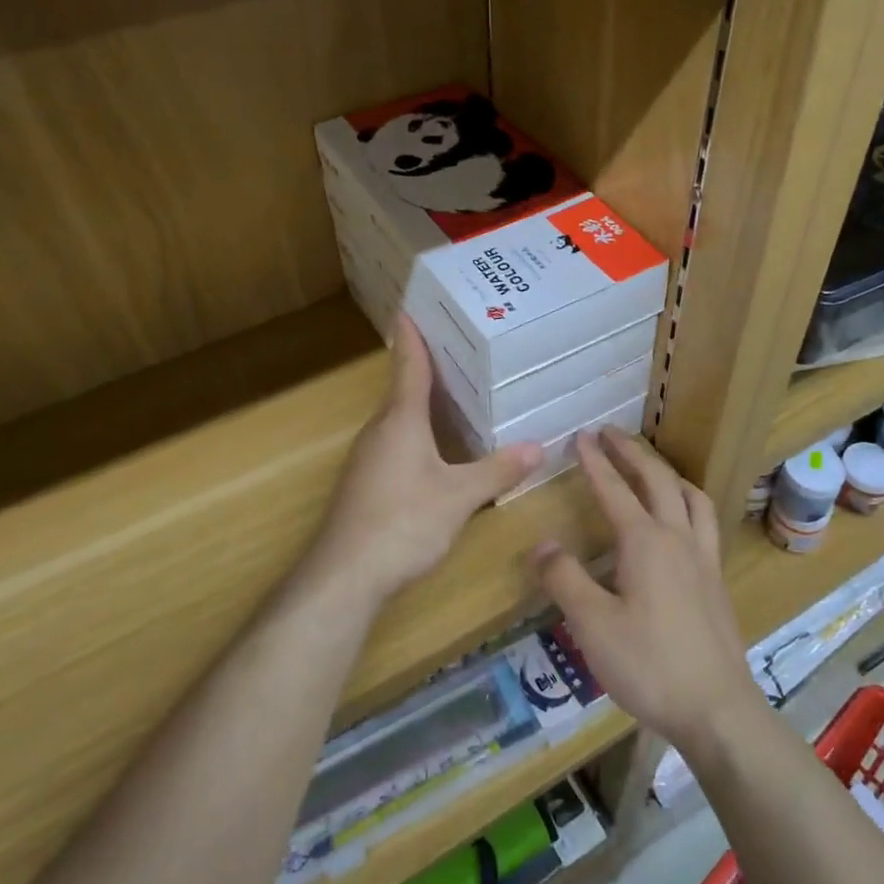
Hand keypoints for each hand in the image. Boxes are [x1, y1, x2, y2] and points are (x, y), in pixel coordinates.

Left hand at [305, 316, 541, 610]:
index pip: (409, 366)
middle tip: (459, 349)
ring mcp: (367, 458)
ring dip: (421, 404)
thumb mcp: (459, 497)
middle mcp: (379, 431)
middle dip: (426, 369)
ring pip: (398, 419)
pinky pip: (394, 443)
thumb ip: (497, 470)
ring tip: (455, 394)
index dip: (412, 337)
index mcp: (401, 420)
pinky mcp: (365, 484)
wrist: (344, 575)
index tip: (409, 308)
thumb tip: (538, 447)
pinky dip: (416, 433)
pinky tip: (436, 450)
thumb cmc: (403, 522)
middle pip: (403, 390)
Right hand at [530, 429, 765, 755]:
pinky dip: (689, 502)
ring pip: (691, 497)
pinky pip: (705, 522)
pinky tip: (682, 521)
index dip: (595, 461)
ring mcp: (704, 559)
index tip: (580, 436)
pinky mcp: (717, 581)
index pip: (614, 489)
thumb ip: (564, 579)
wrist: (717, 709)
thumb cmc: (649, 665)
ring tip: (653, 467)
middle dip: (632, 452)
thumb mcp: (592, 625)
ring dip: (668, 473)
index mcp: (646, 542)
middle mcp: (678, 539)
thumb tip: (543, 544)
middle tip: (610, 433)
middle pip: (657, 480)